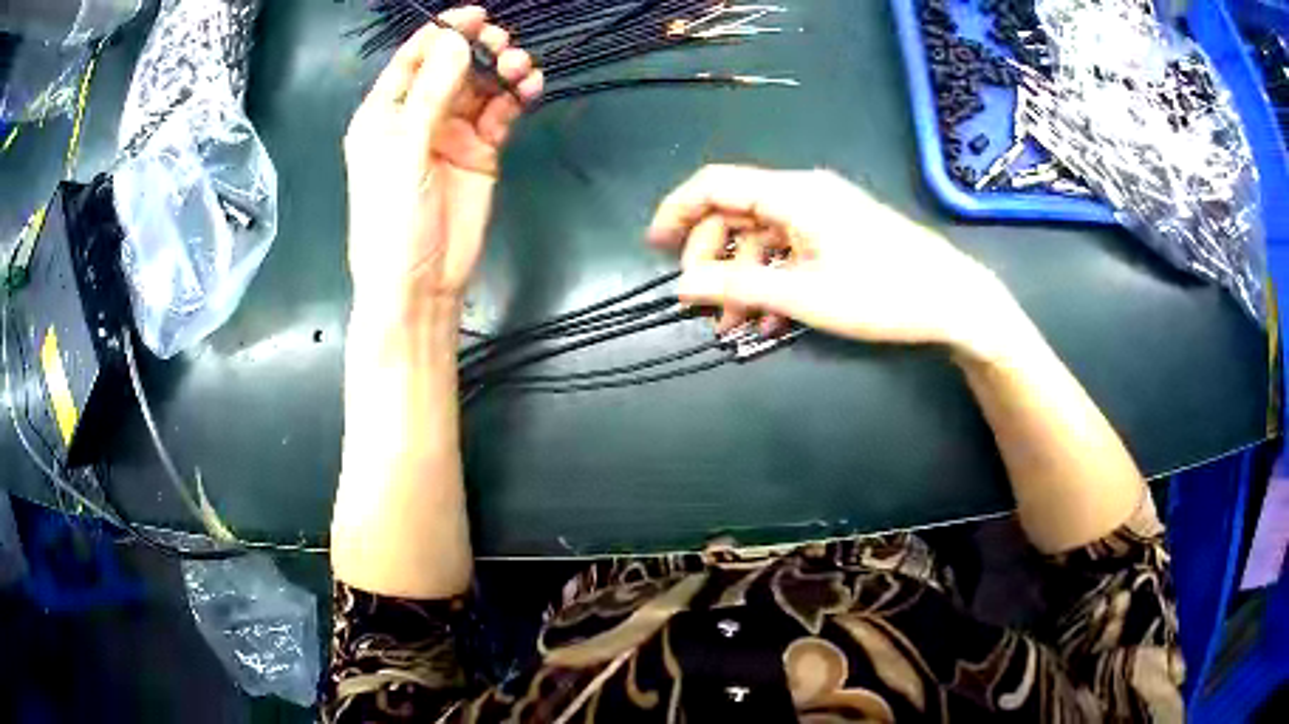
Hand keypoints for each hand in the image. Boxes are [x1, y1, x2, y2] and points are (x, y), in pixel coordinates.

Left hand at [343, 6, 542, 317]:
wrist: (421, 284)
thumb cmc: (394, 221)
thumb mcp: (406, 152)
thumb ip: (432, 94)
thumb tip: (457, 41)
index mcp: (384, 113)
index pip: (413, 58)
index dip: (443, 33)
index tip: (477, 15)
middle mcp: (417, 116)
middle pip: (452, 65)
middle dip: (478, 50)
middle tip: (502, 48)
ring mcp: (450, 132)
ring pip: (481, 85)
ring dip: (503, 71)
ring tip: (522, 71)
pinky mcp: (480, 150)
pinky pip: (501, 112)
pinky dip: (516, 97)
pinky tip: (530, 90)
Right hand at [648, 165, 1017, 354]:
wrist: (951, 299)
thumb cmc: (881, 293)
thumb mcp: (803, 295)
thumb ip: (737, 286)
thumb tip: (682, 285)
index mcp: (792, 193)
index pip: (715, 183)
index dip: (677, 210)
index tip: (653, 245)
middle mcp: (803, 193)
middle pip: (735, 213)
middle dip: (712, 258)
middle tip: (704, 305)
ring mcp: (822, 212)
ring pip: (761, 236)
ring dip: (741, 276)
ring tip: (736, 325)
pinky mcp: (837, 232)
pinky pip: (788, 247)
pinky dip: (771, 277)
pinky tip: (770, 316)